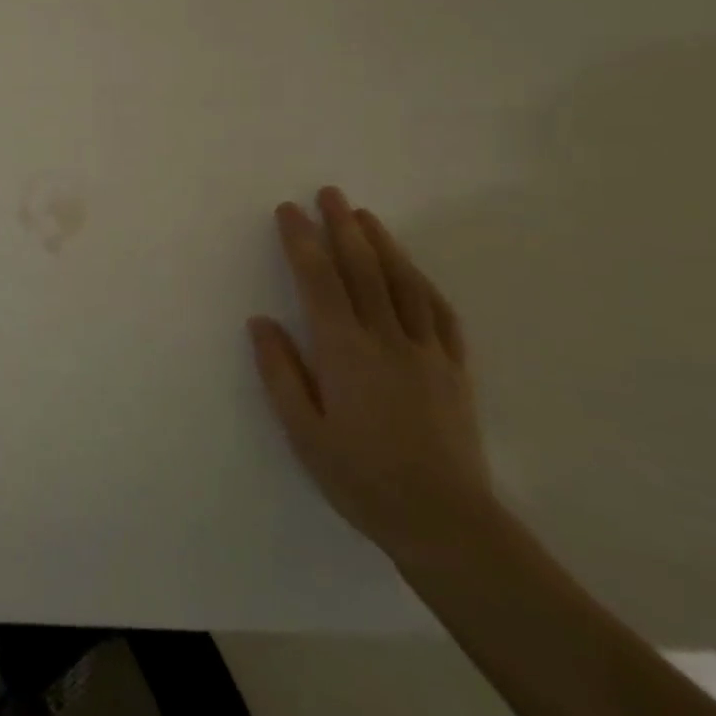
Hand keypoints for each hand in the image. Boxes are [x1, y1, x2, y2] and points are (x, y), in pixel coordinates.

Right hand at [249, 186, 495, 566]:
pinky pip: (439, 312)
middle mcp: (386, 340)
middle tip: (329, 193)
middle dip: (342, 227)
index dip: (302, 241)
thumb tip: (262, 321)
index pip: (319, 281)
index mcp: (344, 352)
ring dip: (382, 243)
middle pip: (363, 270)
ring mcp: (426, 351)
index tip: (288, 211)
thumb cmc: (360, 477)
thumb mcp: (303, 432)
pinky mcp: (454, 369)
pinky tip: (412, 269)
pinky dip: (421, 282)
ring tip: (365, 216)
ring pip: (403, 283)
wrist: (444, 522)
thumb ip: (280, 372)